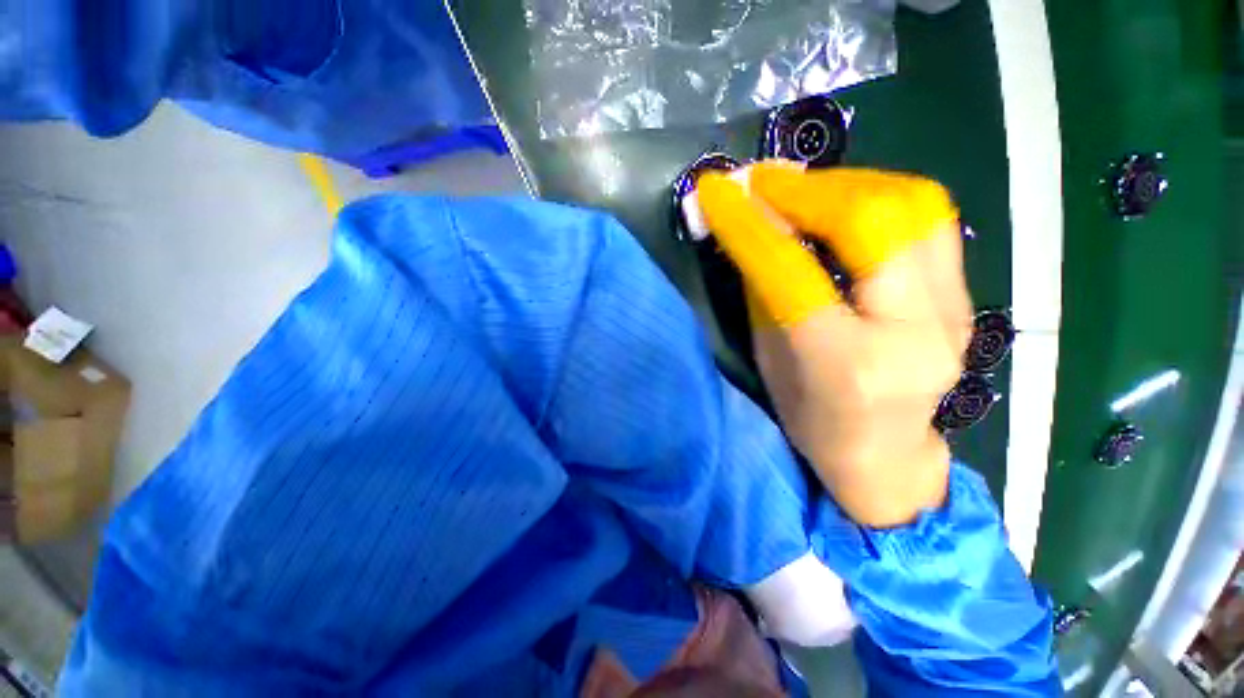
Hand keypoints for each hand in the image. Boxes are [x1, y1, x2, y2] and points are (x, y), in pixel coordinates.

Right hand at [697, 162, 970, 527]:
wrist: (887, 455)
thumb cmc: (811, 418)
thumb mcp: (771, 358)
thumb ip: (764, 288)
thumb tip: (749, 223)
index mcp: (846, 365)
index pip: (792, 273)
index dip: (748, 225)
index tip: (715, 190)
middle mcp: (914, 333)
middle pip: (874, 221)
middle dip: (807, 188)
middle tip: (762, 181)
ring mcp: (953, 311)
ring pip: (914, 206)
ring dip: (845, 182)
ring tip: (799, 187)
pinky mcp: (963, 296)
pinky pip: (926, 219)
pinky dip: (875, 195)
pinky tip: (840, 202)